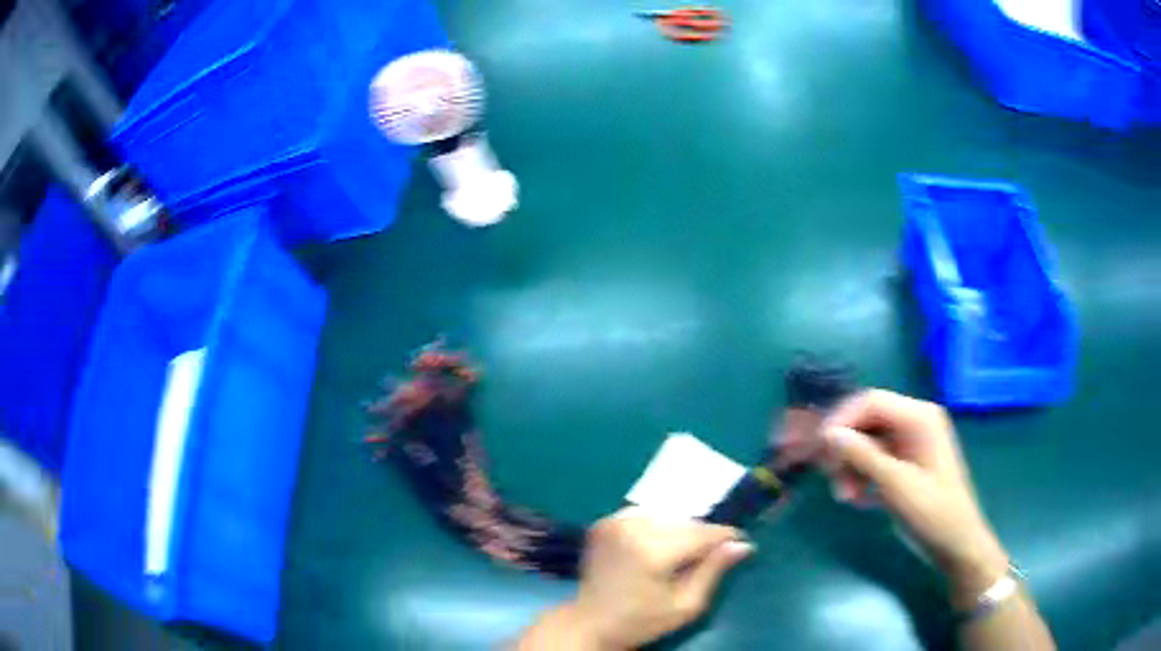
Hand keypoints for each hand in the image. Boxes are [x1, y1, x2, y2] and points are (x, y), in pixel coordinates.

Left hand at [551, 508, 753, 648]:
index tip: (742, 542)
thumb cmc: (641, 621)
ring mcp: (614, 522)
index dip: (726, 536)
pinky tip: (659, 545)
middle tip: (713, 554)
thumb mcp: (685, 605)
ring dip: (681, 529)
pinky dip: (658, 525)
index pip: (702, 533)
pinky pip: (644, 515)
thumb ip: (713, 571)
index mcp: (652, 551)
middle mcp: (632, 528)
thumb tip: (742, 545)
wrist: (589, 623)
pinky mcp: (603, 522)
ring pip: (666, 515)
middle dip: (703, 535)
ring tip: (684, 553)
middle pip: (685, 522)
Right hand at [820, 390, 1009, 607]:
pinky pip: (875, 461)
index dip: (841, 420)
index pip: (871, 402)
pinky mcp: (906, 465)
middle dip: (845, 450)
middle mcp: (914, 423)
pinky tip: (858, 500)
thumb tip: (829, 433)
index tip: (819, 448)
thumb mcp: (896, 485)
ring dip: (851, 467)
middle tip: (831, 480)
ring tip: (845, 497)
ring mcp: (911, 444)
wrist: (955, 544)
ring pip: (867, 444)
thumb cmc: (932, 512)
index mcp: (919, 418)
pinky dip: (862, 477)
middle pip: (866, 422)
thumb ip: (862, 456)